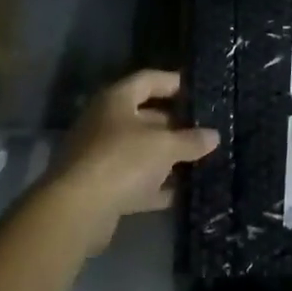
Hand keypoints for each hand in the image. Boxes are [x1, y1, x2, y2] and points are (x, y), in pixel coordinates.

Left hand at [45, 70, 219, 242]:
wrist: (78, 209)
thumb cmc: (122, 160)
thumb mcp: (165, 146)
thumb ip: (190, 139)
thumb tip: (213, 135)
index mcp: (116, 100)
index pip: (148, 80)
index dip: (173, 83)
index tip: (198, 91)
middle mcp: (105, 123)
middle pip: (145, 117)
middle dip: (175, 125)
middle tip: (205, 131)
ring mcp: (100, 156)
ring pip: (141, 151)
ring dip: (167, 157)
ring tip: (200, 161)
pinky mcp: (101, 188)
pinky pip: (135, 181)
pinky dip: (155, 186)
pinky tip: (181, 193)